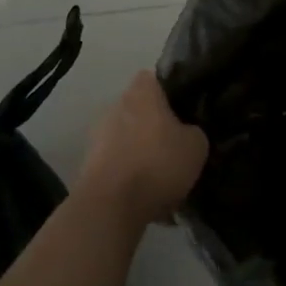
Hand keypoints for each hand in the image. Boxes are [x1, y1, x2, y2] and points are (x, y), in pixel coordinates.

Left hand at [78, 72, 209, 227]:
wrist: (111, 206)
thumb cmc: (157, 164)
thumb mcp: (196, 146)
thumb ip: (194, 130)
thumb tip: (188, 132)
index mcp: (141, 92)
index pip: (155, 79)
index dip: (170, 92)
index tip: (184, 111)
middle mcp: (116, 105)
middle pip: (141, 110)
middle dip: (156, 126)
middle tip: (176, 146)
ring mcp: (98, 135)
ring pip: (128, 138)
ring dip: (142, 153)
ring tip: (163, 179)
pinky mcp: (89, 164)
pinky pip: (118, 164)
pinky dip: (130, 176)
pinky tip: (147, 198)